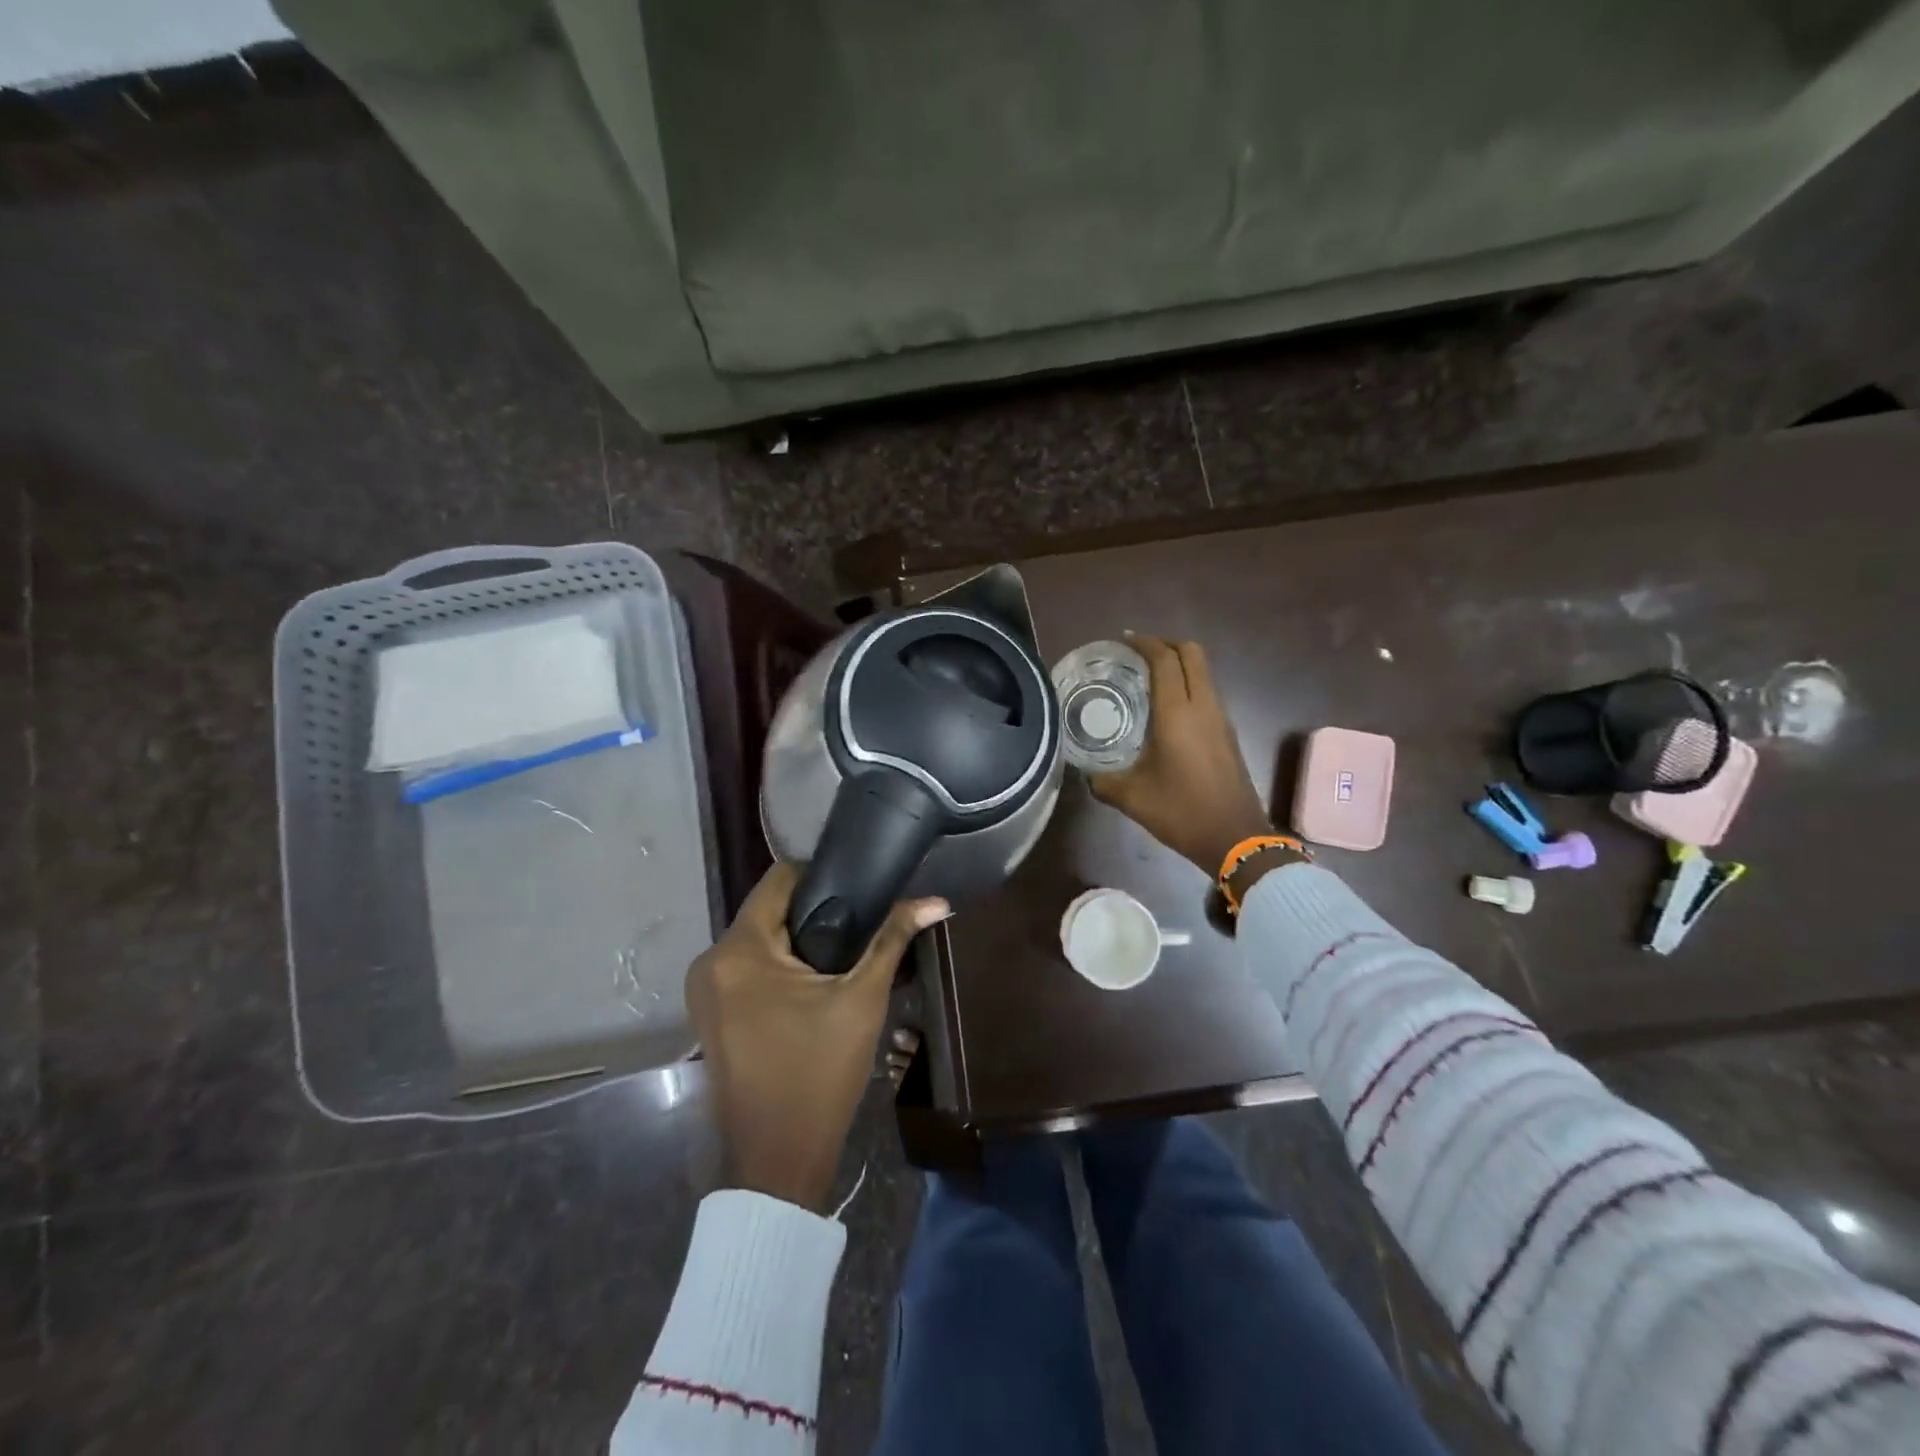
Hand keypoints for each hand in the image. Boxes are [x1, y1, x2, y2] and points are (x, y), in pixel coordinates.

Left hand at [686, 862, 948, 1211]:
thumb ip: (892, 939)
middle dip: (813, 913)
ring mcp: (703, 991)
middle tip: (859, 925)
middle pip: (768, 909)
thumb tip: (937, 901)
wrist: (777, 1162)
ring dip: (796, 941)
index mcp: (739, 950)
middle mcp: (710, 961)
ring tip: (842, 952)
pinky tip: (813, 982)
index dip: (821, 875)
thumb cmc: (819, 1074)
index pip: (779, 879)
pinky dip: (777, 966)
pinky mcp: (708, 1014)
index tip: (858, 889)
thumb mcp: (861, 1000)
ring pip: (758, 939)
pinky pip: (746, 967)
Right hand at [1089, 635, 1272, 874]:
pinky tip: (1166, 709)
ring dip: (1179, 664)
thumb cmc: (1181, 812)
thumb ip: (1102, 781)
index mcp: (1178, 712)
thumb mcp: (1131, 797)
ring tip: (1148, 678)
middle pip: (1193, 653)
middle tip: (1137, 653)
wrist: (1236, 839)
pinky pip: (1208, 692)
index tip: (1123, 641)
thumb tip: (1086, 774)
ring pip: (1204, 672)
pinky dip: (1188, 685)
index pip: (1165, 659)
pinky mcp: (1228, 733)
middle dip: (1166, 644)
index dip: (1144, 643)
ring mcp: (1221, 718)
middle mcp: (1204, 706)